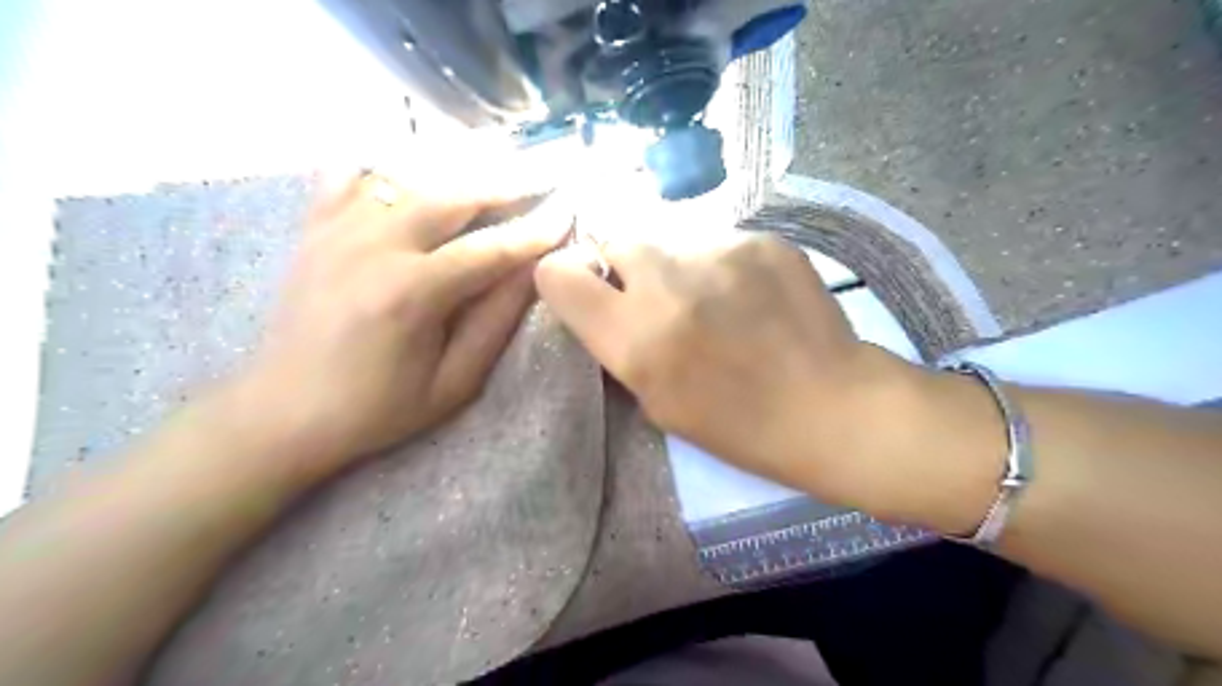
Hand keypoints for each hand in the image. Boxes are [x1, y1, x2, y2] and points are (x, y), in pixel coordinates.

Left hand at [236, 172, 569, 481]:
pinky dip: (387, 166)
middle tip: (541, 180)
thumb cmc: (378, 408)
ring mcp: (337, 229)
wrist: (283, 412)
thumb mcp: (454, 382)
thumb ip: (496, 322)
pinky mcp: (315, 229)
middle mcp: (373, 246)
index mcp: (410, 293)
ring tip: (493, 175)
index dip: (534, 231)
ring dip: (457, 173)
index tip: (568, 212)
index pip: (489, 248)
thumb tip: (533, 271)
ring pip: (408, 175)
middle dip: (504, 184)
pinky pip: (351, 174)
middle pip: (452, 195)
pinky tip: (414, 177)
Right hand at [535, 232, 936, 516]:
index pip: (557, 274)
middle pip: (615, 239)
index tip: (587, 294)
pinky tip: (752, 297)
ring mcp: (719, 253)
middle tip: (658, 299)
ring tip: (716, 302)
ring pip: (672, 241)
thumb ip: (620, 342)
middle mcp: (668, 284)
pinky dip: (722, 266)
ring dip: (678, 267)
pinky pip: (718, 242)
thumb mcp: (656, 401)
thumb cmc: (737, 425)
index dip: (566, 281)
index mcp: (635, 338)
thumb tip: (604, 298)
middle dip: (625, 267)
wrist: (829, 407)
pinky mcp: (761, 240)